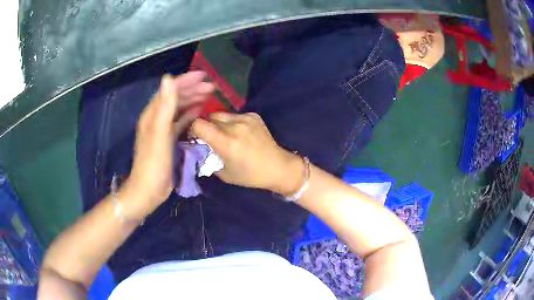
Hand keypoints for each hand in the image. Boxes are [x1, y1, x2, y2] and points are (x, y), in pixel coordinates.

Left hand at [126, 72, 214, 206]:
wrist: (150, 188)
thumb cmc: (154, 161)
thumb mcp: (159, 132)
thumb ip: (165, 105)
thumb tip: (168, 78)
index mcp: (152, 114)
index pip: (169, 90)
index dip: (185, 81)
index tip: (203, 76)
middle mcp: (156, 118)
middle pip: (175, 98)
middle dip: (192, 90)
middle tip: (211, 87)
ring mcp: (162, 129)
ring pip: (179, 109)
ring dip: (192, 101)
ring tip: (208, 96)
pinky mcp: (168, 140)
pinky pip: (180, 122)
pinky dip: (189, 115)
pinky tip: (199, 113)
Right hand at [191, 112, 303, 195]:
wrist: (278, 167)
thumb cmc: (250, 176)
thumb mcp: (224, 173)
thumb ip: (209, 159)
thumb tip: (199, 148)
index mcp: (226, 143)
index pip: (199, 124)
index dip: (192, 128)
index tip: (193, 136)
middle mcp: (235, 126)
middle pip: (209, 117)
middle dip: (205, 127)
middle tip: (208, 138)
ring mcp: (246, 119)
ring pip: (221, 114)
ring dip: (218, 123)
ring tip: (224, 135)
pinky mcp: (254, 115)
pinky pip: (234, 115)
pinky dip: (231, 122)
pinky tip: (239, 133)